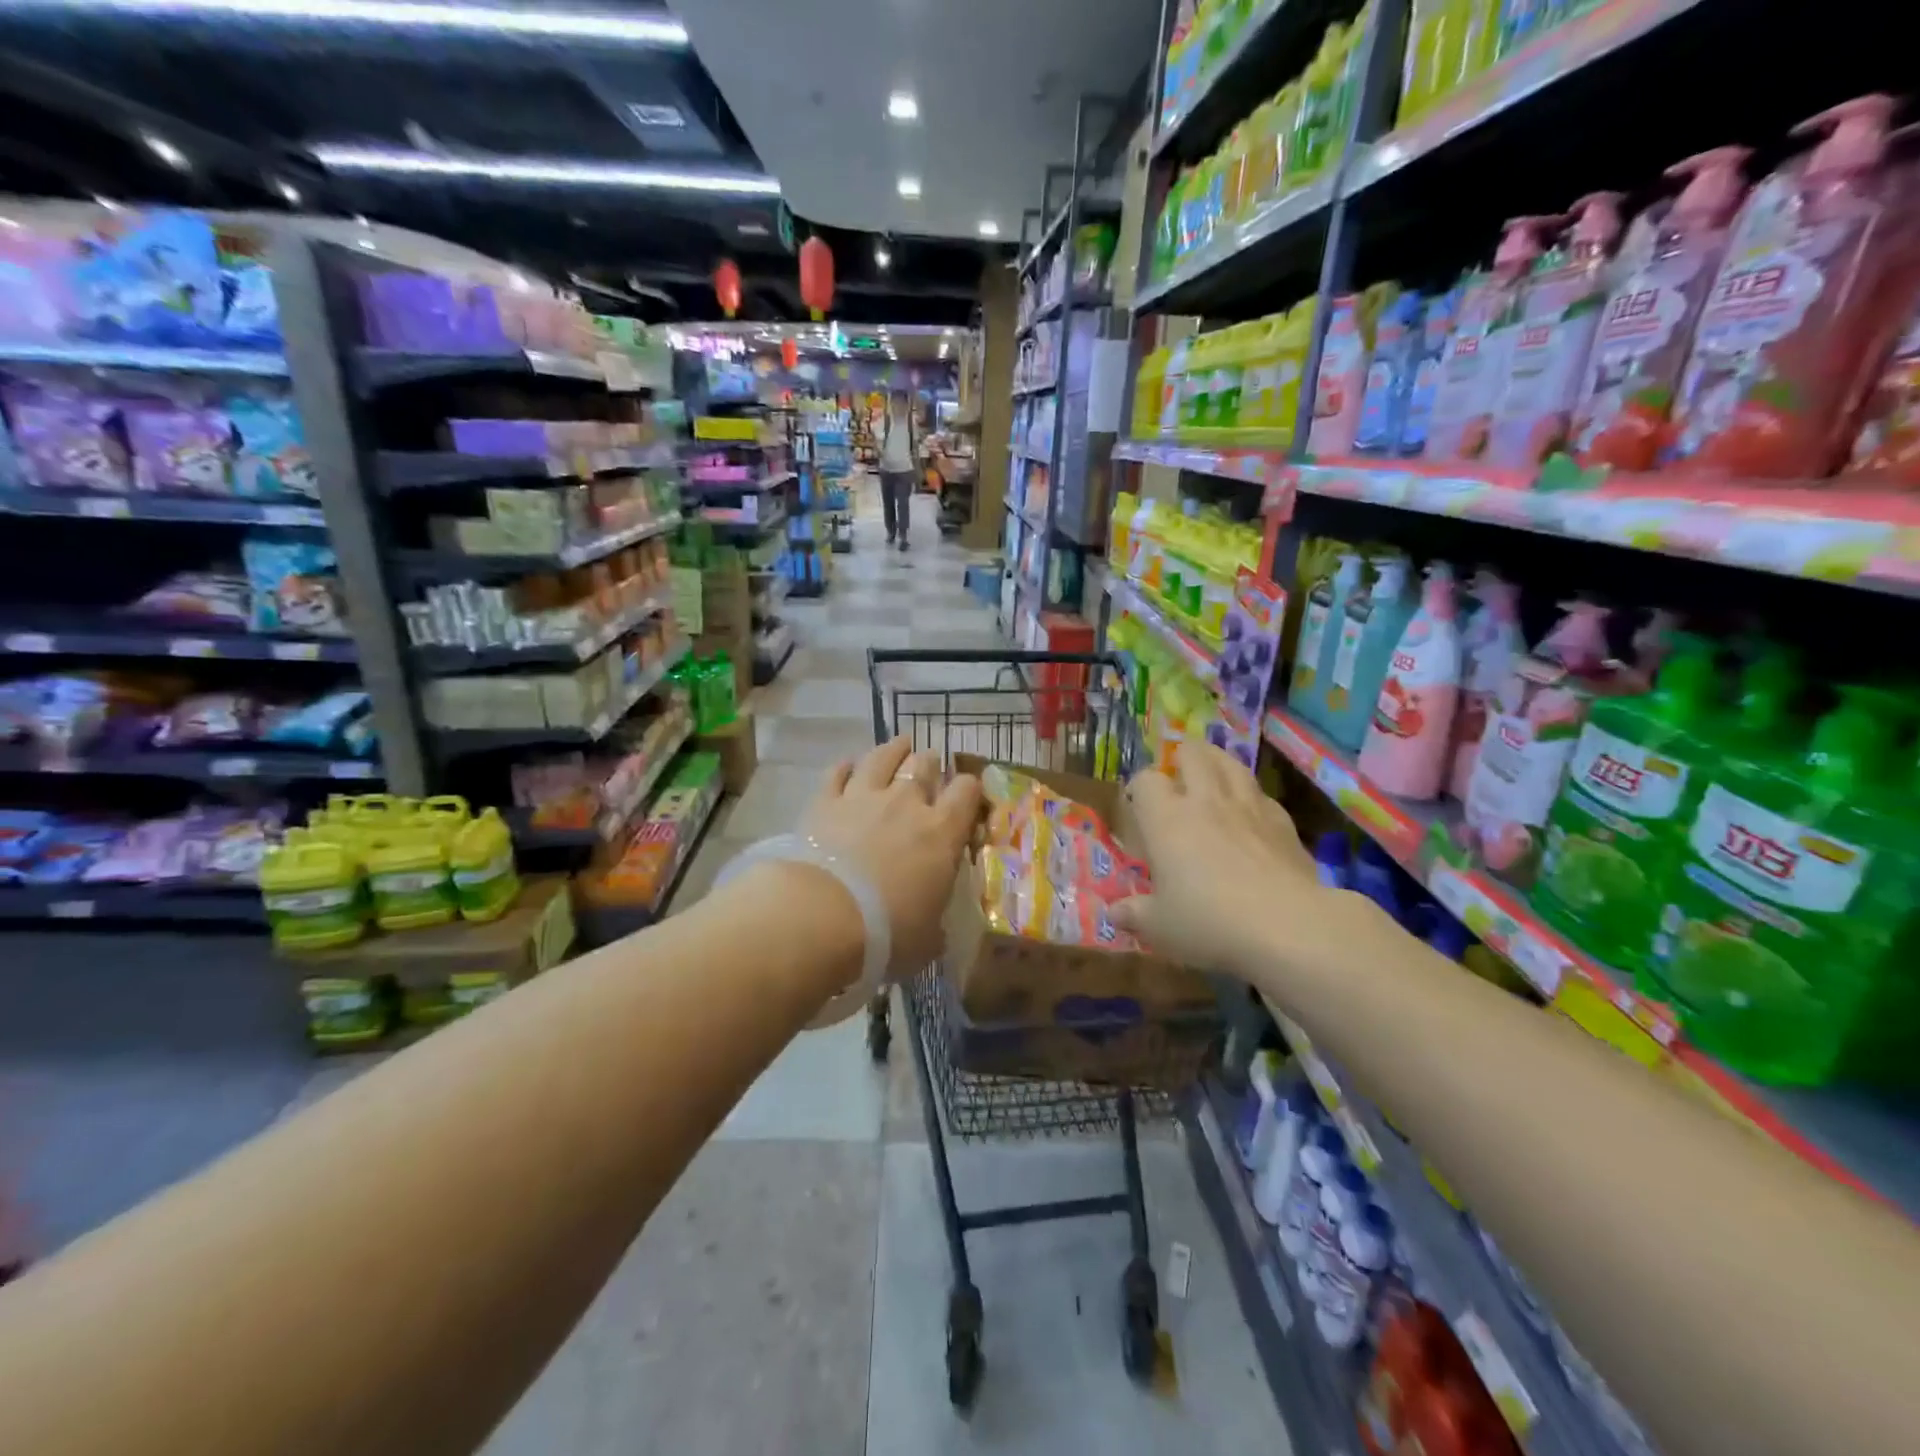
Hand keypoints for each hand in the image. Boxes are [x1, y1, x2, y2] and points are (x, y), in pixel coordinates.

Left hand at [800, 736, 981, 978]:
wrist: (822, 916)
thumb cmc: (887, 932)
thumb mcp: (926, 940)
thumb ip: (934, 927)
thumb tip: (936, 932)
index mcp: (942, 831)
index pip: (968, 791)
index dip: (971, 789)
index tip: (969, 797)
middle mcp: (906, 802)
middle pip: (925, 763)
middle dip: (930, 764)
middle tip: (929, 770)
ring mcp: (863, 796)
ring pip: (883, 756)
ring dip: (893, 750)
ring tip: (899, 745)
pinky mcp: (824, 801)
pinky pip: (838, 772)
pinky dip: (845, 768)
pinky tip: (847, 767)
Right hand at [1113, 741, 1327, 978]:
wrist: (1287, 926)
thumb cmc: (1209, 922)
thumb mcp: (1160, 927)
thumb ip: (1135, 914)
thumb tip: (1115, 913)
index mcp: (1166, 820)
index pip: (1147, 781)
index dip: (1140, 788)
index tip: (1138, 805)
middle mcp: (1206, 802)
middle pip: (1193, 755)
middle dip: (1182, 757)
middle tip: (1178, 774)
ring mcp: (1249, 807)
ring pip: (1232, 764)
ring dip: (1218, 763)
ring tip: (1213, 772)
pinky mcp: (1284, 822)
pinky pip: (1263, 796)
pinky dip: (1252, 797)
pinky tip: (1252, 813)